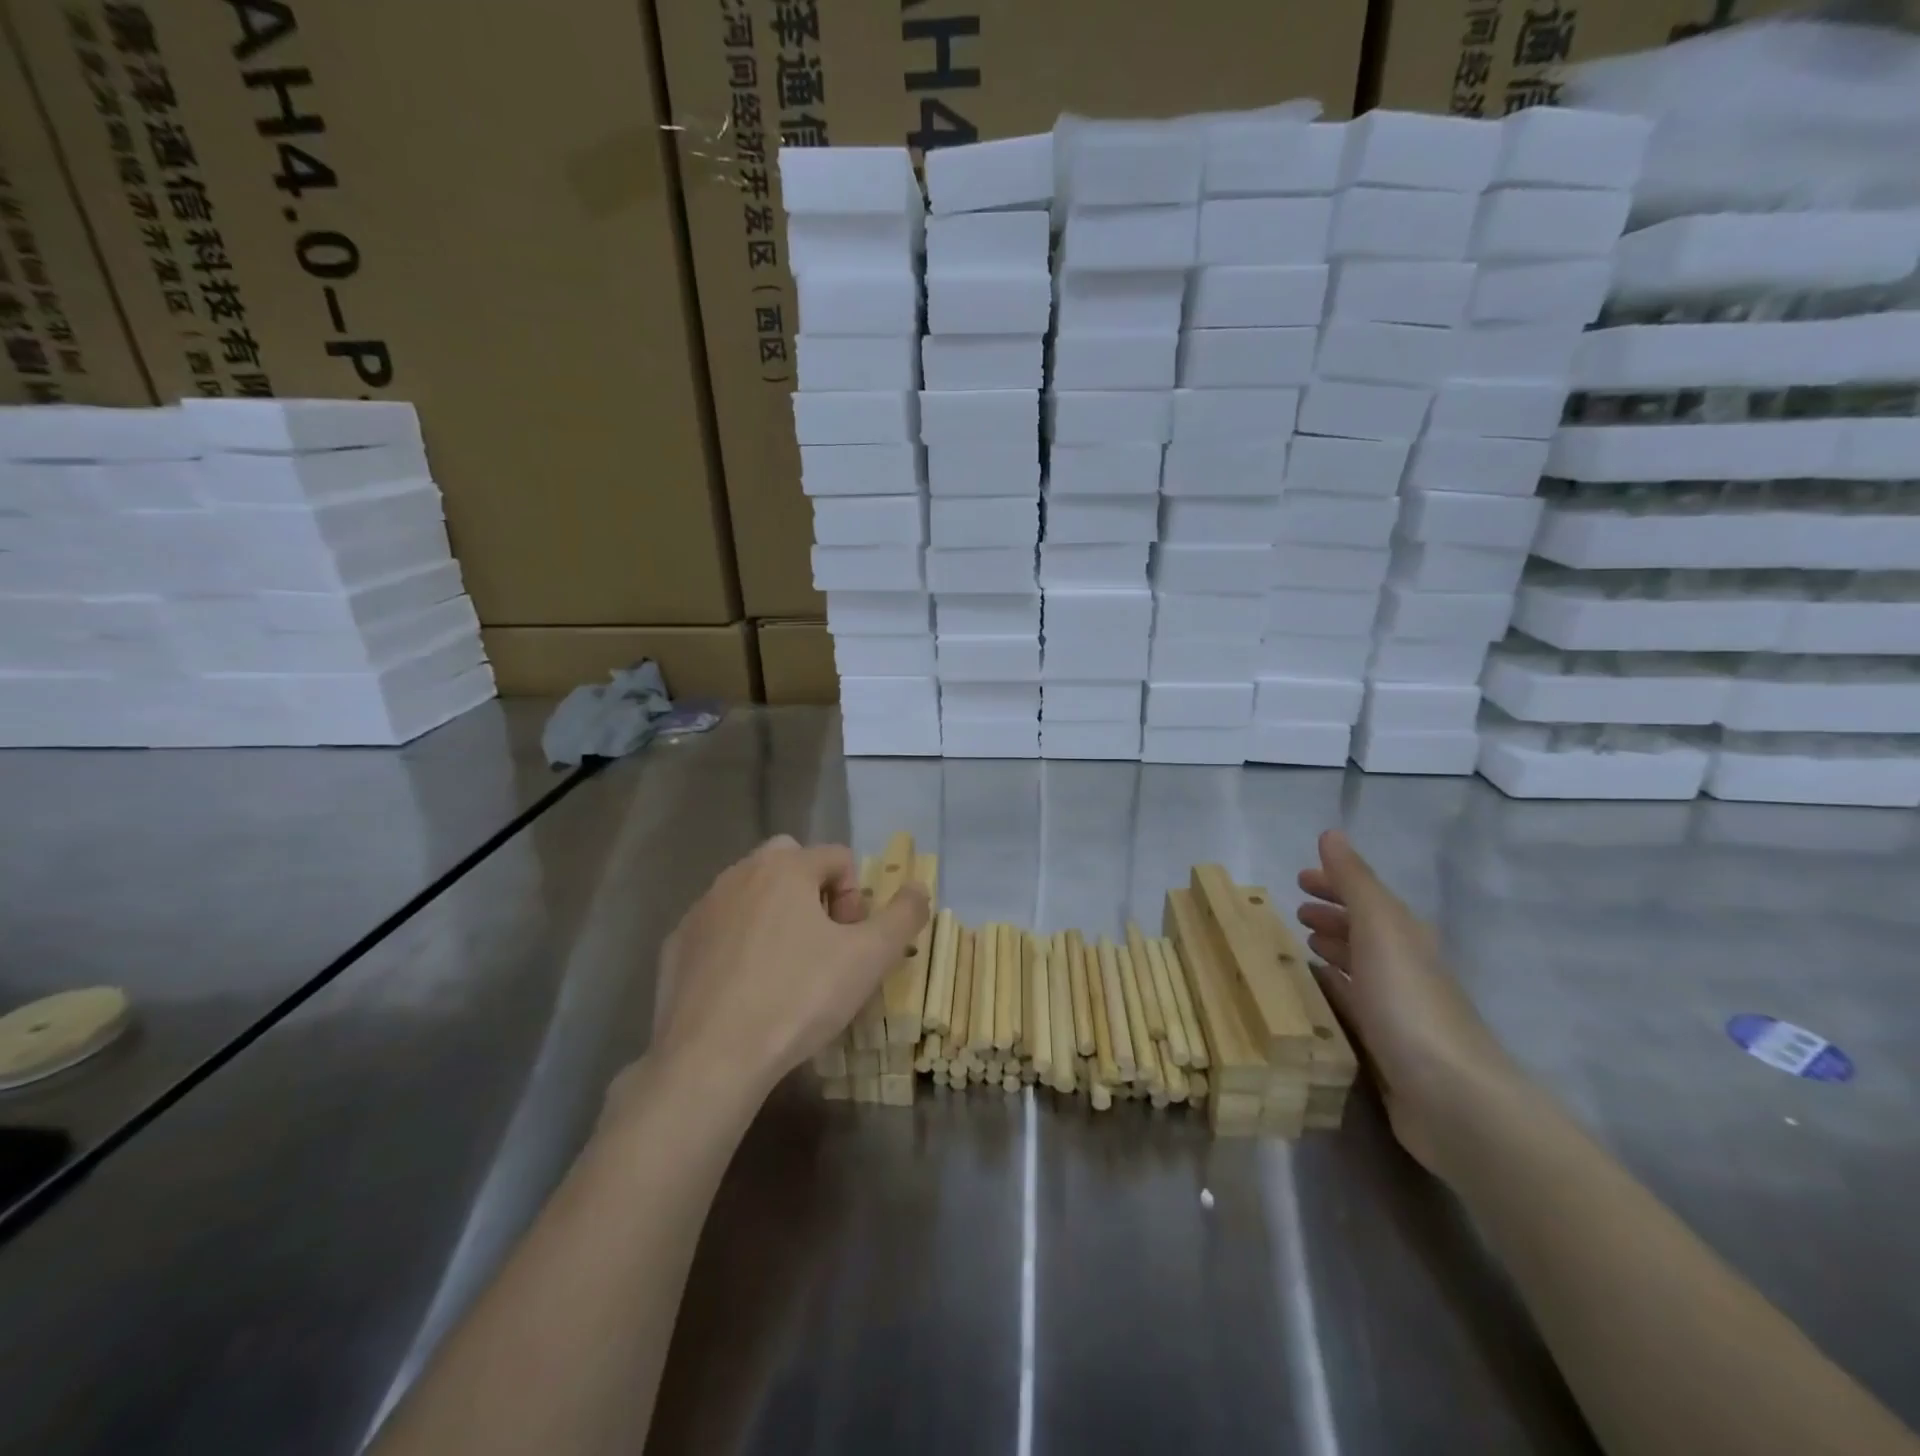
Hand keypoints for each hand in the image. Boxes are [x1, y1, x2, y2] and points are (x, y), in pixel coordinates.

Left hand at [641, 836, 929, 1109]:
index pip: (838, 857)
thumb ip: (904, 915)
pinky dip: (738, 944)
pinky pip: (720, 927)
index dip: (856, 898)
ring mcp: (702, 907)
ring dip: (776, 916)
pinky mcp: (676, 943)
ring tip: (785, 970)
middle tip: (821, 945)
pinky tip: (745, 989)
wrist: (712, 1058)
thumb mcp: (870, 958)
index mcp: (786, 867)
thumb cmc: (799, 998)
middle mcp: (740, 873)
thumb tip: (919, 887)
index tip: (850, 942)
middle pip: (791, 863)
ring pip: (752, 893)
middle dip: (814, 894)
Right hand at [1296, 830, 1521, 1173]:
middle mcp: (1404, 968)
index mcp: (1405, 936)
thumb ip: (1355, 881)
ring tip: (1296, 947)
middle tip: (1293, 911)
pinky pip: (1352, 1005)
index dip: (1335, 883)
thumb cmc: (1410, 1003)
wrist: (1454, 1099)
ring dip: (1331, 952)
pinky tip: (1313, 993)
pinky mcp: (1386, 1047)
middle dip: (1332, 916)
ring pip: (1358, 968)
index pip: (1366, 897)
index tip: (1299, 878)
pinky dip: (1332, 990)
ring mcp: (1397, 1010)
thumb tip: (1331, 834)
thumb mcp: (1380, 928)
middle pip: (1364, 931)